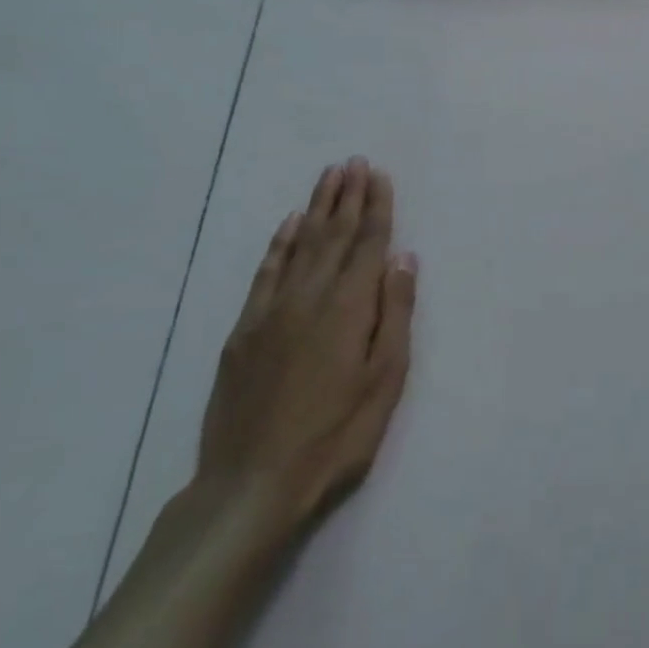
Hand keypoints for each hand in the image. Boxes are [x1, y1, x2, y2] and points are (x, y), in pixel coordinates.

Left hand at [196, 158, 415, 533]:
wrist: (251, 485)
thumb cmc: (335, 436)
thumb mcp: (385, 379)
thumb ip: (395, 313)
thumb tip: (404, 257)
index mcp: (348, 307)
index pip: (368, 243)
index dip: (376, 207)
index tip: (379, 175)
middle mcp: (309, 297)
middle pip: (333, 235)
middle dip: (347, 196)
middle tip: (355, 162)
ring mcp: (271, 312)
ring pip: (299, 245)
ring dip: (316, 208)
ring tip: (329, 177)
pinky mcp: (244, 331)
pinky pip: (265, 273)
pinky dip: (278, 244)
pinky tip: (288, 225)